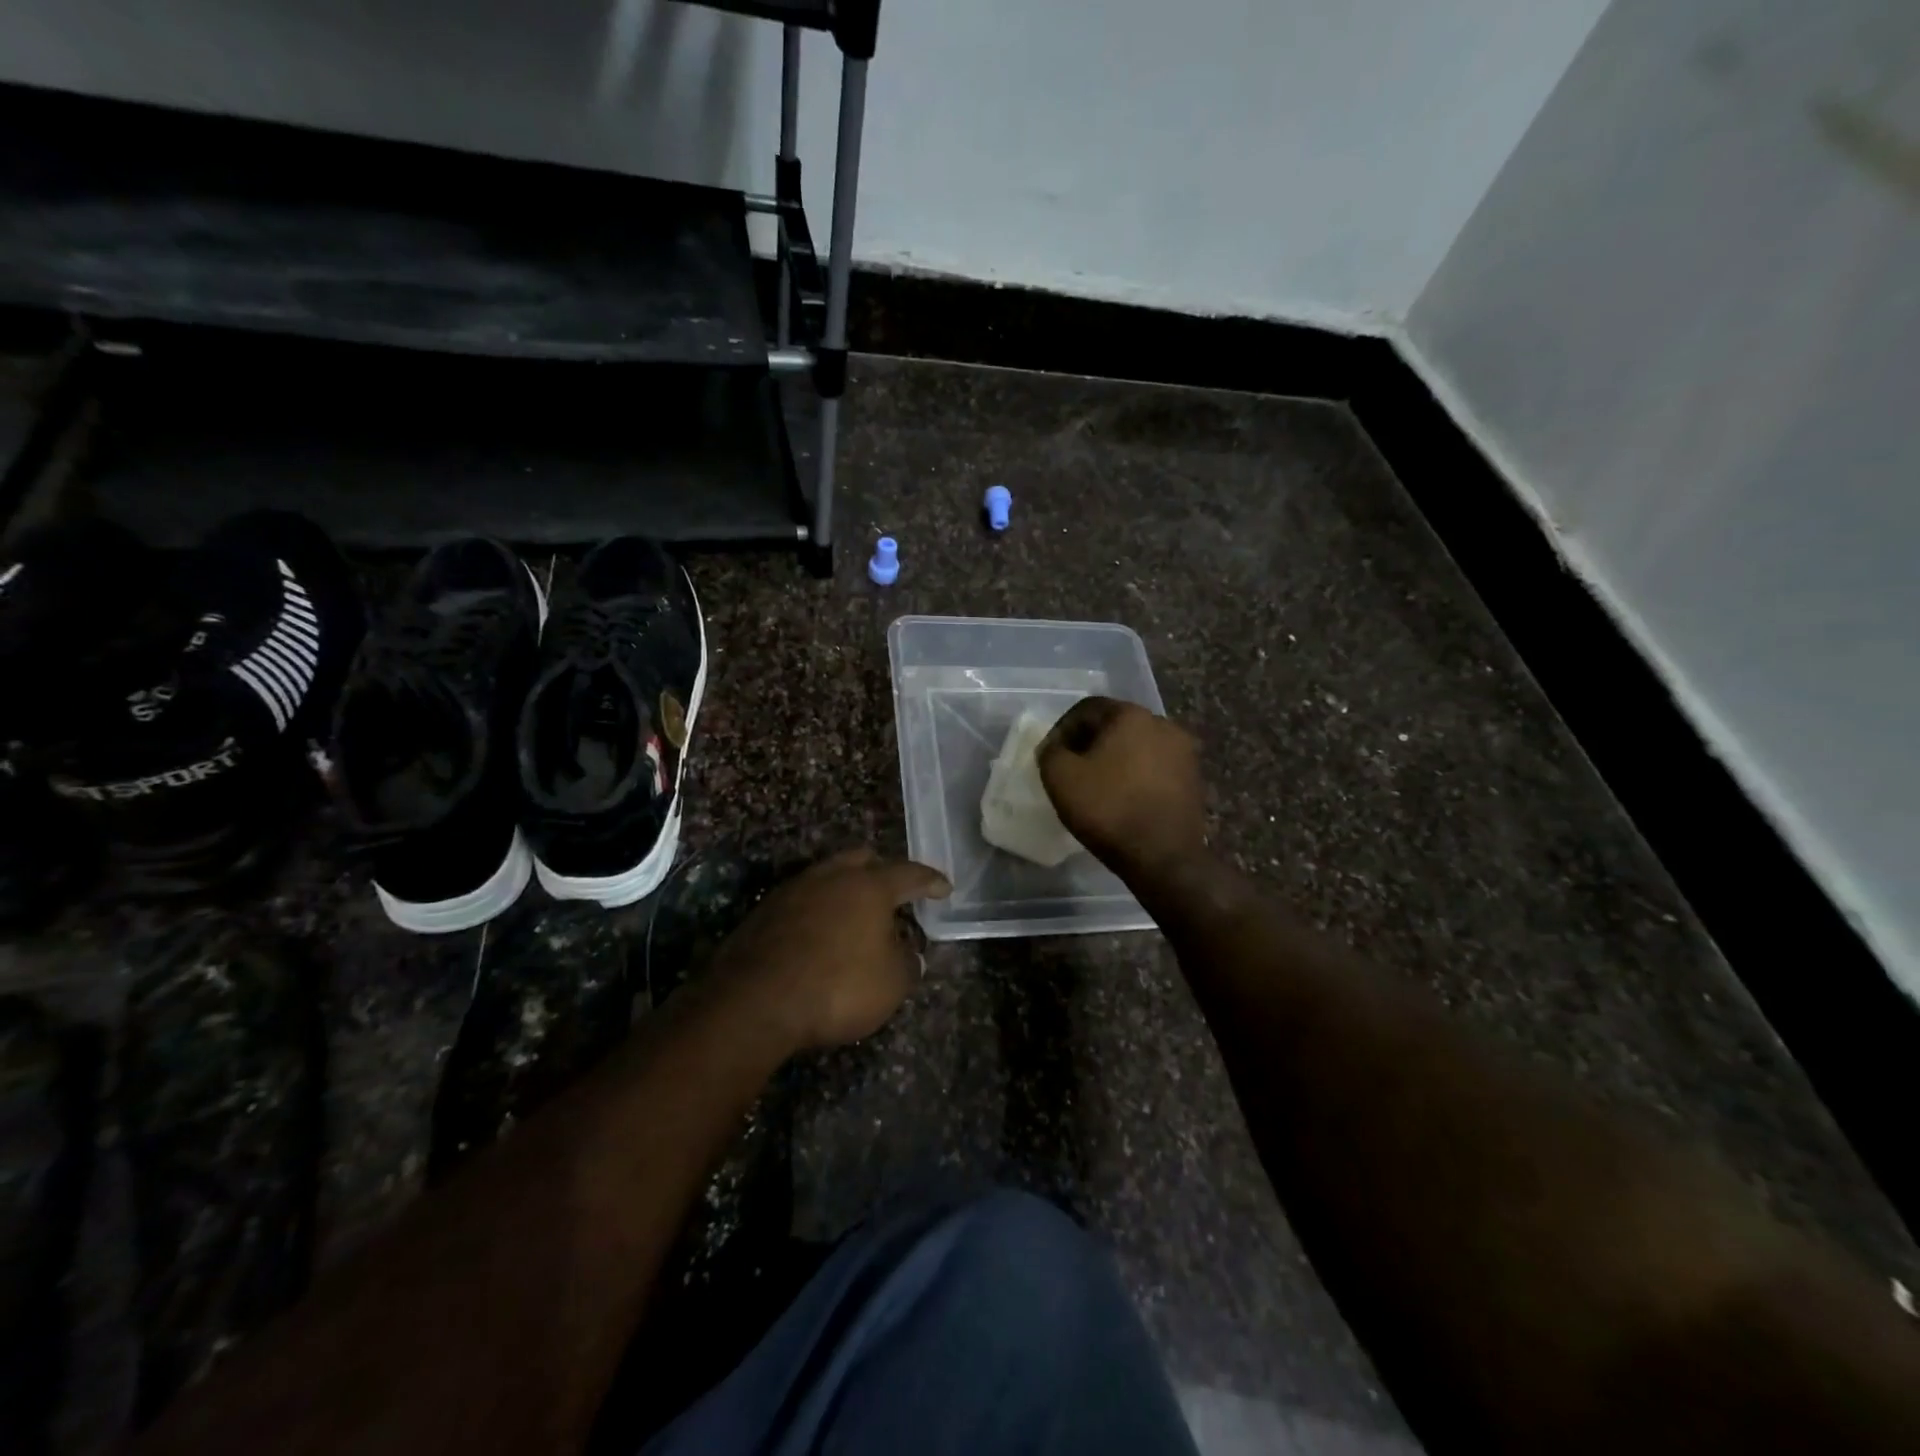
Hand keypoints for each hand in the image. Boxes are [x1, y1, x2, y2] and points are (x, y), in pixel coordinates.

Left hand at [715, 848, 950, 1052]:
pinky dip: (819, 911)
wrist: (754, 1002)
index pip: (910, 874)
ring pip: (828, 876)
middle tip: (895, 895)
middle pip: (863, 860)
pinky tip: (821, 935)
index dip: (930, 881)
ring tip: (856, 917)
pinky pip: (803, 901)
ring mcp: (793, 890)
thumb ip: (907, 962)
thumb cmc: (837, 987)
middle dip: (883, 872)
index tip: (944, 888)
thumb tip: (907, 952)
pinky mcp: (764, 912)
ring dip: (846, 891)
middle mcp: (831, 877)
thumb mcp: (891, 983)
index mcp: (869, 886)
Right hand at [1039, 697, 1206, 877]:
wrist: (1164, 857)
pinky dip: (1135, 776)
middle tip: (1071, 769)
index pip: (1087, 709)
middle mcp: (1163, 724)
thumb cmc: (1109, 810)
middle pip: (1115, 725)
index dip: (1062, 729)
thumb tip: (1055, 747)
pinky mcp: (1194, 779)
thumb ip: (1050, 751)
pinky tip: (1123, 799)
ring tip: (1097, 786)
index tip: (1050, 756)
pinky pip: (1155, 768)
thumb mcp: (1060, 777)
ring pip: (1137, 747)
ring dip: (1115, 760)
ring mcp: (1183, 752)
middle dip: (1090, 743)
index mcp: (1131, 715)